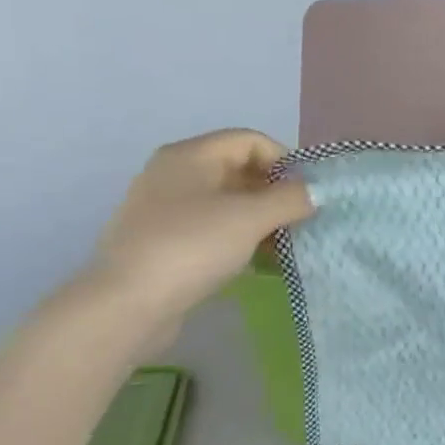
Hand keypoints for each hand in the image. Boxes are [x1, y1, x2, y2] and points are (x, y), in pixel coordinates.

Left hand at [81, 130, 312, 340]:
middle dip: (275, 194)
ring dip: (260, 221)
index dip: (285, 161)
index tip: (309, 194)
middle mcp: (174, 174)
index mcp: (190, 155)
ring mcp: (166, 210)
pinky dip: (239, 240)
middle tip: (303, 223)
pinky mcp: (164, 243)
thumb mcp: (249, 219)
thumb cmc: (191, 248)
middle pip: (237, 171)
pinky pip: (212, 231)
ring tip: (286, 248)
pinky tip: (258, 265)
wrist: (129, 303)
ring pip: (226, 204)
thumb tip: (315, 191)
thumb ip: (288, 200)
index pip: (249, 141)